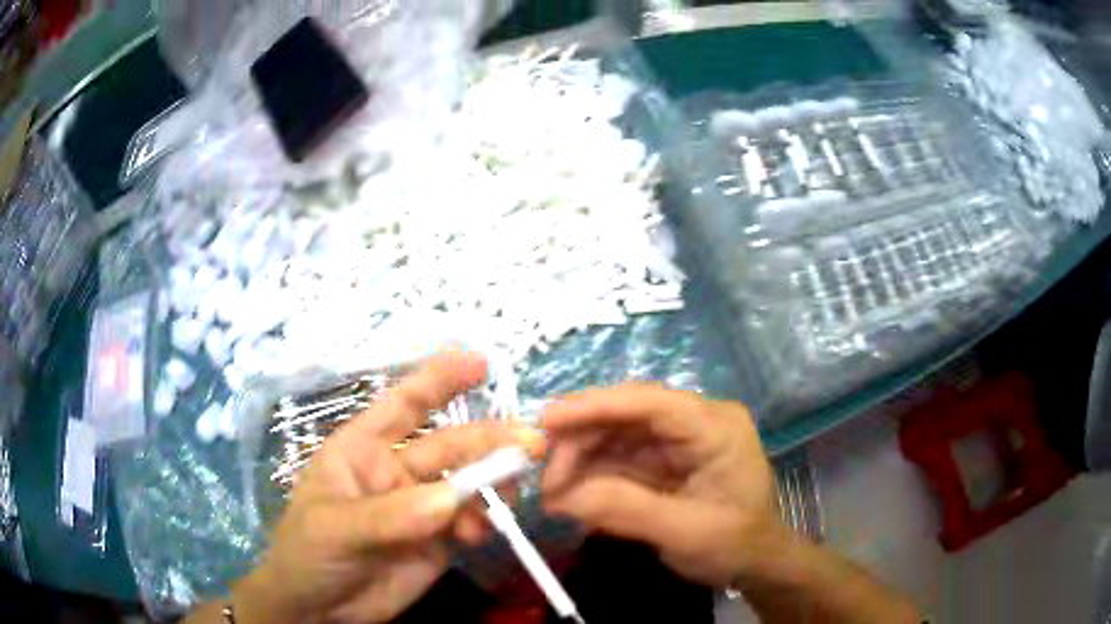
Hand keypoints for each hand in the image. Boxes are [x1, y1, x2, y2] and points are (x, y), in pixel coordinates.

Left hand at [232, 351, 544, 623]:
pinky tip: (480, 534)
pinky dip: (484, 523)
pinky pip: (471, 522)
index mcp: (363, 450)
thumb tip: (450, 498)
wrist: (319, 609)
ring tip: (511, 494)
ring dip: (494, 484)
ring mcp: (420, 507)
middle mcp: (396, 471)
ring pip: (467, 484)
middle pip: (448, 446)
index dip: (437, 380)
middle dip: (488, 441)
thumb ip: (389, 515)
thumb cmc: (308, 552)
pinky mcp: (438, 541)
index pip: (402, 405)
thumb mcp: (336, 527)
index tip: (478, 362)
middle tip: (530, 443)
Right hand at [540, 384, 784, 586]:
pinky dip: (591, 477)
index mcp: (714, 426)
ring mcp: (677, 440)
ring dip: (580, 462)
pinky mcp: (663, 460)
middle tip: (544, 479)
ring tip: (552, 495)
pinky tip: (570, 497)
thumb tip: (559, 498)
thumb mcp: (685, 532)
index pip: (649, 402)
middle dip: (580, 443)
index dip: (594, 406)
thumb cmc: (736, 544)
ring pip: (615, 436)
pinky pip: (618, 459)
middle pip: (625, 416)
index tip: (545, 423)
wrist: (757, 563)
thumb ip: (625, 511)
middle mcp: (694, 422)